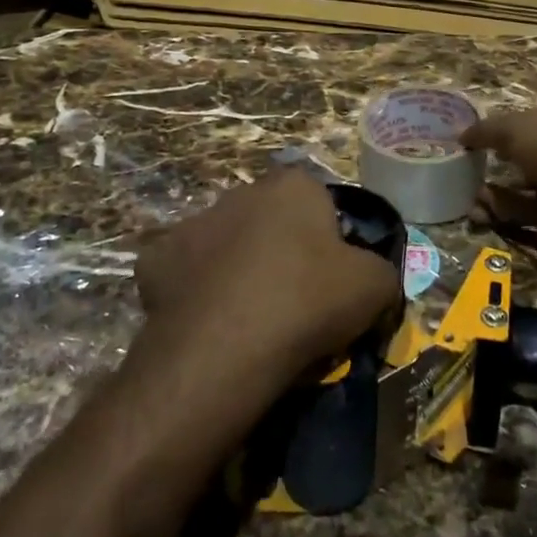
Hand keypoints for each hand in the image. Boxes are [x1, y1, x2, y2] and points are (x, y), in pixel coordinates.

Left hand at [136, 170, 399, 384]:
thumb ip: (381, 271)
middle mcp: (240, 192)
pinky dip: (195, 293)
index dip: (328, 243)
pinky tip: (207, 324)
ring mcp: (192, 224)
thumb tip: (373, 280)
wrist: (224, 350)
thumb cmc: (307, 303)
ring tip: (248, 319)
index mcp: (292, 186)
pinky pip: (184, 274)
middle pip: (269, 220)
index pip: (318, 204)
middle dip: (280, 251)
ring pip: (225, 245)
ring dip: (236, 269)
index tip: (330, 282)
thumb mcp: (375, 287)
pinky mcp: (155, 260)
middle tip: (292, 302)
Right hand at [461, 105, 536, 247]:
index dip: (504, 134)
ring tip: (469, 200)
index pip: (530, 125)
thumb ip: (485, 131)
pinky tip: (482, 212)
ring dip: (496, 195)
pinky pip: (529, 215)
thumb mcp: (513, 127)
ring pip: (524, 192)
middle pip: (525, 162)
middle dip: (496, 170)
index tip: (478, 145)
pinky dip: (506, 213)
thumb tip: (461, 135)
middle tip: (468, 178)